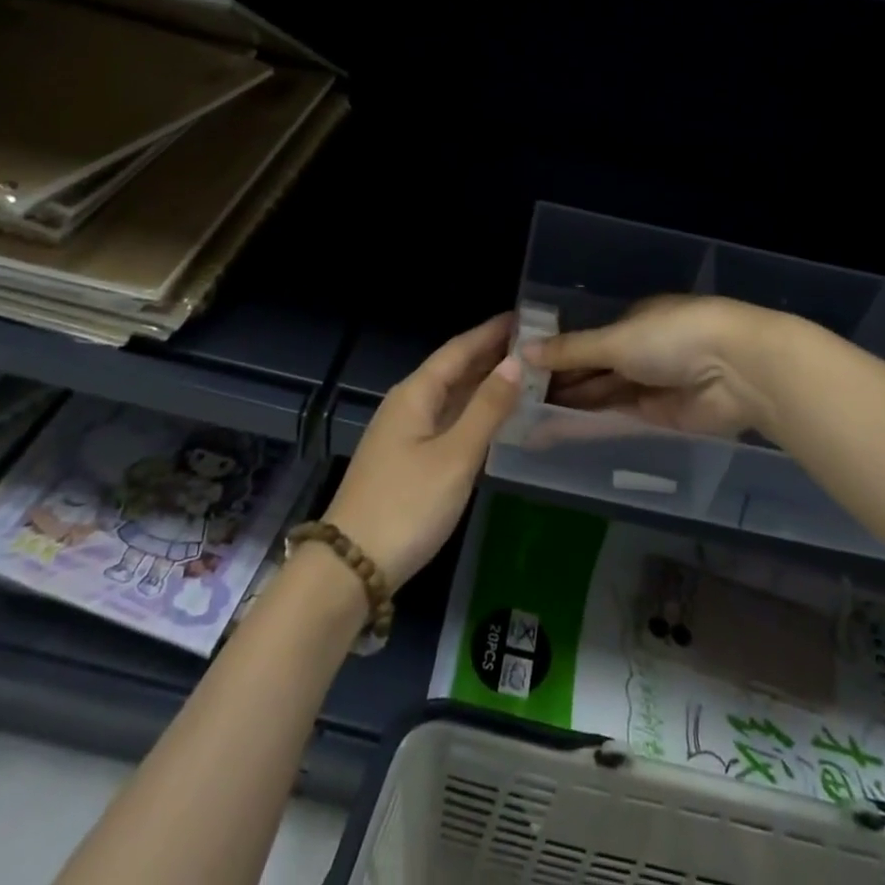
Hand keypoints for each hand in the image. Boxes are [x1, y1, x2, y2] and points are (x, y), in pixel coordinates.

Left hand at [324, 314, 520, 590]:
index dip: (490, 332)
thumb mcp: (455, 456)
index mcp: (415, 394)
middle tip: (533, 345)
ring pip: (450, 396)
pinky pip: (447, 420)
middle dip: (490, 355)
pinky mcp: (407, 459)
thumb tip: (515, 363)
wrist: (351, 567)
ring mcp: (404, 433)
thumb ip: (487, 409)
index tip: (524, 317)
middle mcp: (407, 404)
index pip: (458, 350)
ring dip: (483, 383)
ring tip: (522, 374)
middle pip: (453, 369)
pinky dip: (473, 412)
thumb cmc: (407, 505)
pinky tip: (493, 419)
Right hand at [524, 295, 784, 440]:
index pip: (587, 340)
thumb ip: (571, 350)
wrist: (737, 369)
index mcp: (633, 321)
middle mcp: (641, 351)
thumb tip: (524, 350)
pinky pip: (617, 419)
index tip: (521, 369)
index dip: (556, 354)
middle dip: (558, 383)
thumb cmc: (673, 336)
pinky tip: (556, 432)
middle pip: (592, 370)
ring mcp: (651, 385)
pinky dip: (588, 424)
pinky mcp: (661, 417)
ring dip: (568, 406)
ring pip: (601, 396)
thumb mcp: (616, 339)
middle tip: (514, 401)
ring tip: (525, 419)